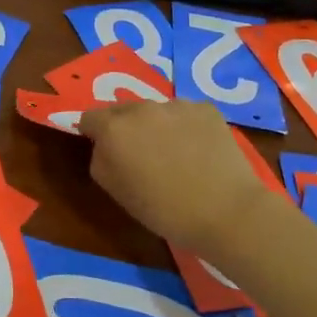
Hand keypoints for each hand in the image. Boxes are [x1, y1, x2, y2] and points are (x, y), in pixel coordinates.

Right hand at [78, 99, 275, 257]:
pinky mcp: (206, 109)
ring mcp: (176, 105)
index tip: (105, 150)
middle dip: (125, 128)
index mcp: (114, 129)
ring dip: (157, 126)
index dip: (93, 133)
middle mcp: (142, 108)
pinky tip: (199, 151)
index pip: (90, 117)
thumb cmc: (164, 210)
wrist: (226, 211)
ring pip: (156, 111)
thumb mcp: (116, 192)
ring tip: (175, 154)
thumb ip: (101, 161)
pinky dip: (186, 127)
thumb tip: (104, 146)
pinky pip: (185, 114)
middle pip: (123, 110)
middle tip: (141, 155)